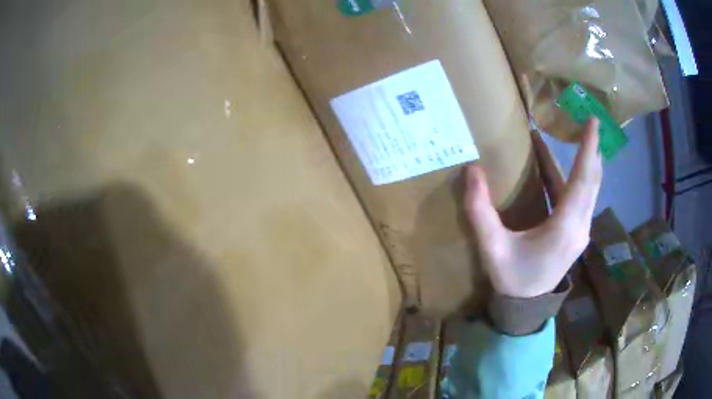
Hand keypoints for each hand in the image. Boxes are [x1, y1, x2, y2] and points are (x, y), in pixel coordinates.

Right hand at [464, 119, 602, 297]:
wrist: (526, 307)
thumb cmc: (512, 278)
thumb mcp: (492, 248)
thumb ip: (480, 211)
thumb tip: (473, 170)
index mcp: (565, 227)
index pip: (582, 180)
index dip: (588, 149)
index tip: (593, 122)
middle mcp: (580, 226)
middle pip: (592, 181)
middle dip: (592, 150)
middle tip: (589, 123)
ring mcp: (581, 230)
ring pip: (589, 189)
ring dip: (584, 163)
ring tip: (577, 137)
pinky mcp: (577, 233)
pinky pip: (581, 198)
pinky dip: (575, 178)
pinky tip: (558, 167)